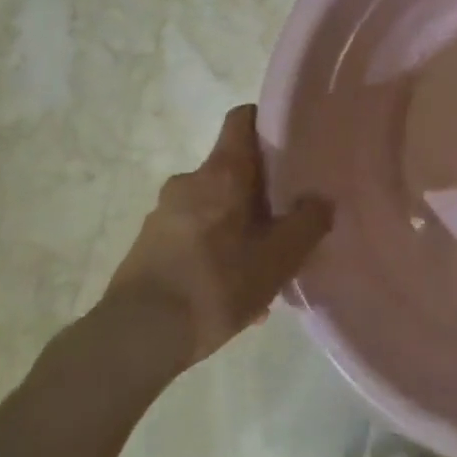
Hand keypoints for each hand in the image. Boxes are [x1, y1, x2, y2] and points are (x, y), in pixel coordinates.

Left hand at [104, 105, 331, 375]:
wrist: (136, 337)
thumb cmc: (216, 284)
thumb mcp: (279, 257)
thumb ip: (309, 222)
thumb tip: (321, 200)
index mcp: (222, 172)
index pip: (243, 118)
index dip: (268, 123)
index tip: (292, 144)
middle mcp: (189, 181)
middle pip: (232, 169)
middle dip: (259, 191)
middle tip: (284, 221)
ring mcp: (163, 213)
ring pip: (214, 207)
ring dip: (238, 227)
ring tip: (259, 268)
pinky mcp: (147, 245)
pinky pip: (193, 235)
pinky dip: (215, 251)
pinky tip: (230, 292)